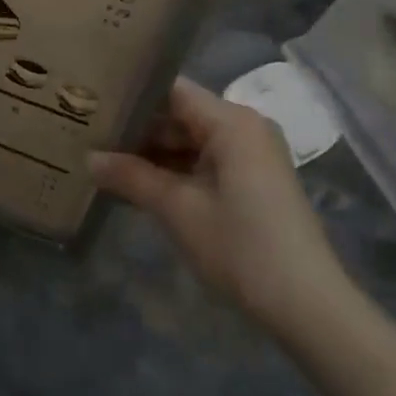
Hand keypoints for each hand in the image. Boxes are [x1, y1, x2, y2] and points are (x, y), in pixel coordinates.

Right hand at [89, 77, 354, 336]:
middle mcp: (244, 127)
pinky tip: (138, 186)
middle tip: (89, 136)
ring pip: (191, 141)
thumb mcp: (178, 210)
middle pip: (180, 115)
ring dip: (153, 155)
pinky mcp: (253, 181)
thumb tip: (88, 158)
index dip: (131, 96)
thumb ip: (131, 177)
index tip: (93, 104)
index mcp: (231, 122)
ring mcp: (252, 155)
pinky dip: (175, 172)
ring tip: (103, 161)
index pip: (171, 90)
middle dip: (137, 129)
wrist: (306, 305)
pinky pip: (206, 162)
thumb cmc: (240, 247)